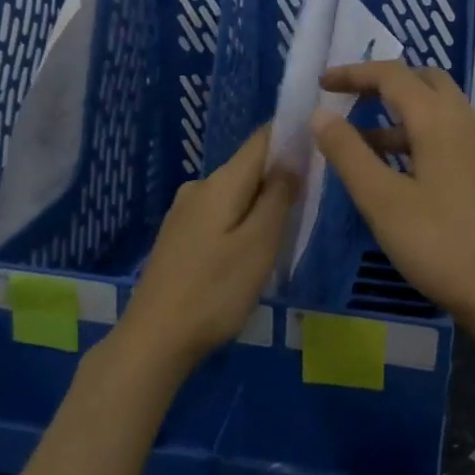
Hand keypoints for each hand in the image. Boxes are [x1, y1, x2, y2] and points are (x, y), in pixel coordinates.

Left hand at [118, 126, 298, 364]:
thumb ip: (278, 197)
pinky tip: (250, 249)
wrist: (154, 339)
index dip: (291, 135)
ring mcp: (183, 213)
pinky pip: (219, 214)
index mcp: (220, 183)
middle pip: (248, 167)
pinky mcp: (178, 237)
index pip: (261, 139)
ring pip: (234, 194)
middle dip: (281, 175)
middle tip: (313, 198)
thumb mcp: (259, 244)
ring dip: (261, 202)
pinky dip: (241, 221)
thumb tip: (292, 157)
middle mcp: (199, 187)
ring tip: (287, 228)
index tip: (320, 143)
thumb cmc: (215, 291)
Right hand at [311, 62, 474, 330]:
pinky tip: (396, 169)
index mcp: (440, 119)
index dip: (353, 73)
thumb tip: (321, 114)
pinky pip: (448, 133)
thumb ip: (348, 153)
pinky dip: (417, 135)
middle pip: (423, 81)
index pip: (392, 75)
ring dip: (399, 113)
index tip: (321, 85)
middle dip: (382, 84)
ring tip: (360, 142)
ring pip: (437, 109)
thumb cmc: (439, 243)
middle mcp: (467, 121)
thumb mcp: (381, 200)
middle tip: (347, 101)